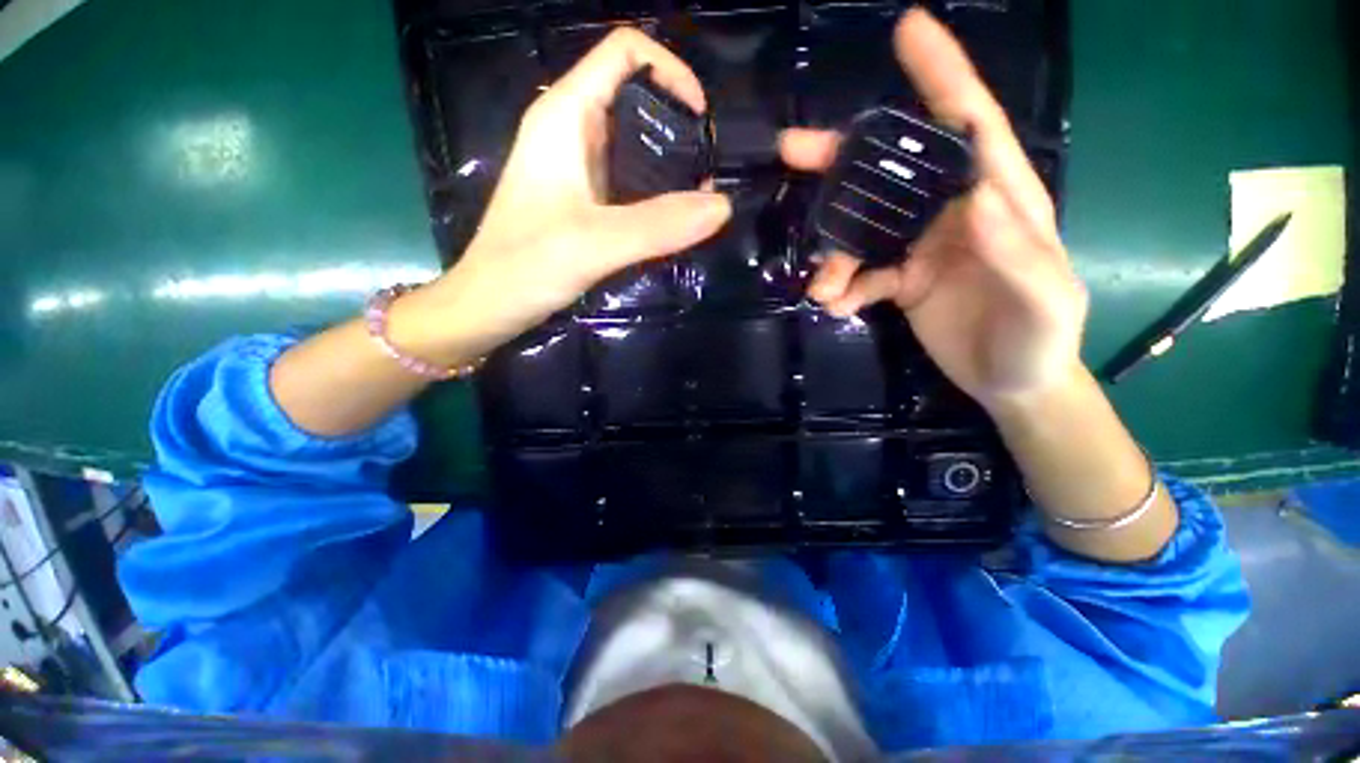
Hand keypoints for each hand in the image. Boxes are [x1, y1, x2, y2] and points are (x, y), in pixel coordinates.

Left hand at [426, 28, 732, 355]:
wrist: (489, 304)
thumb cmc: (526, 266)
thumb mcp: (596, 243)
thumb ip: (659, 225)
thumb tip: (722, 206)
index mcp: (565, 115)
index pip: (624, 52)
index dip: (671, 71)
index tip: (702, 122)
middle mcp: (571, 130)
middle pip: (635, 98)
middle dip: (679, 126)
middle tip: (708, 174)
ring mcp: (576, 167)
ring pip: (634, 143)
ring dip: (670, 165)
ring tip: (699, 201)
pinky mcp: (582, 199)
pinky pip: (628, 180)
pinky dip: (655, 193)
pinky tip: (671, 220)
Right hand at [780, 9, 1087, 411]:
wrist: (1013, 384)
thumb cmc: (1040, 341)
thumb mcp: (1045, 301)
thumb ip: (1017, 251)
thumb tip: (975, 199)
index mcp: (999, 199)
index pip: (970, 125)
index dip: (941, 75)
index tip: (908, 29)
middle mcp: (954, 213)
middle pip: (893, 172)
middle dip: (843, 160)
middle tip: (793, 151)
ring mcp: (922, 247)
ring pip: (864, 230)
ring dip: (834, 253)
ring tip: (822, 287)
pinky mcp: (901, 280)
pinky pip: (862, 274)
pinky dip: (843, 288)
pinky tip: (836, 307)